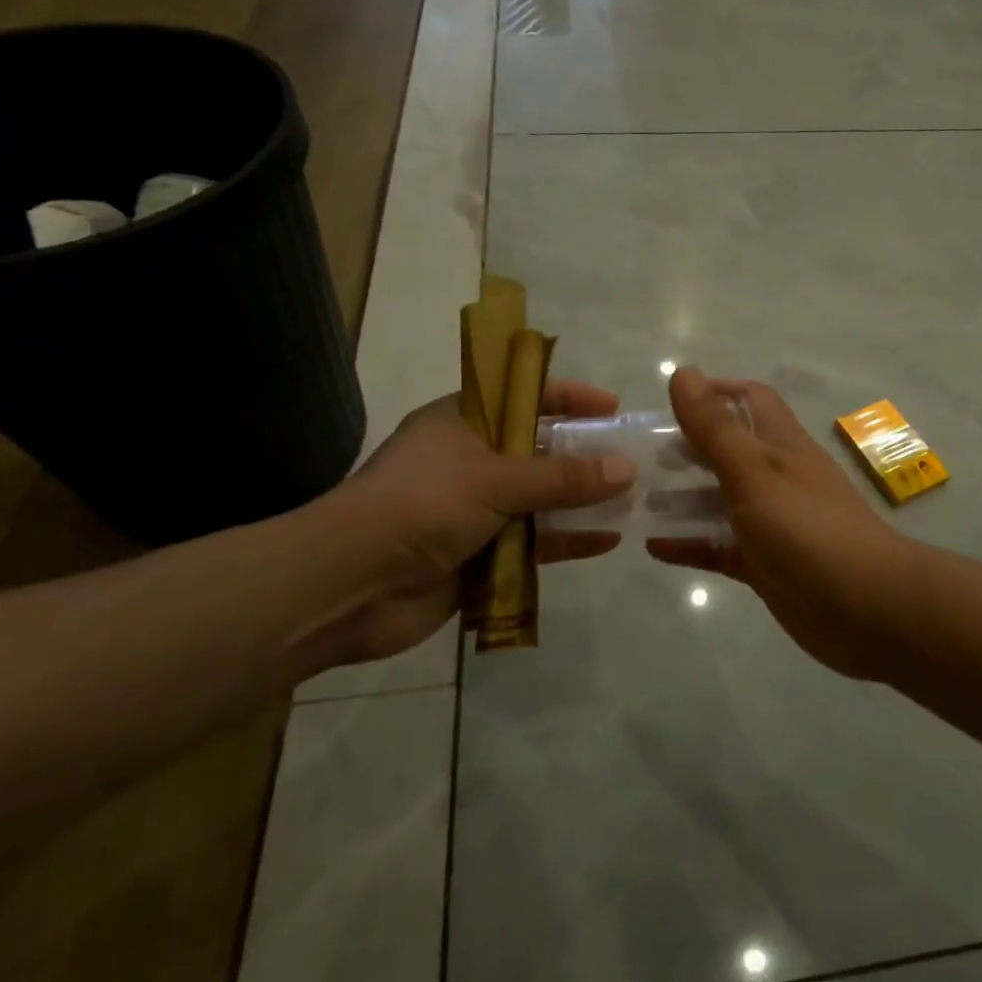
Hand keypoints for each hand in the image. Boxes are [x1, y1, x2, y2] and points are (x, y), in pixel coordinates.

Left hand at [301, 381, 636, 666]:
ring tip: (631, 500)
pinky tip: (606, 540)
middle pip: (537, 449)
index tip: (612, 407)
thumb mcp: (496, 479)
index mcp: (461, 422)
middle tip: (631, 458)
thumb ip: (562, 475)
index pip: (522, 395)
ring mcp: (474, 510)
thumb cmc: (421, 505)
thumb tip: (626, 467)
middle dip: (583, 454)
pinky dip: (566, 540)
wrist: (350, 586)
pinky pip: (532, 542)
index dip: (569, 397)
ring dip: (580, 500)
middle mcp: (469, 460)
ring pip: (539, 499)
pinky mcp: (479, 555)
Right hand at [648, 368, 910, 678]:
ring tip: (638, 499)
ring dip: (684, 498)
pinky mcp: (766, 565)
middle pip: (730, 450)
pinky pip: (721, 548)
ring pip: (721, 501)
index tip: (670, 404)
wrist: (869, 609)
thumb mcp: (754, 473)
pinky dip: (691, 544)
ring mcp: (772, 523)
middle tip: (644, 458)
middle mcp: (777, 478)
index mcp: (781, 445)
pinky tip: (654, 547)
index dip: (715, 392)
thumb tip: (683, 372)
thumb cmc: (808, 530)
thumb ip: (716, 427)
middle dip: (690, 448)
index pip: (750, 400)